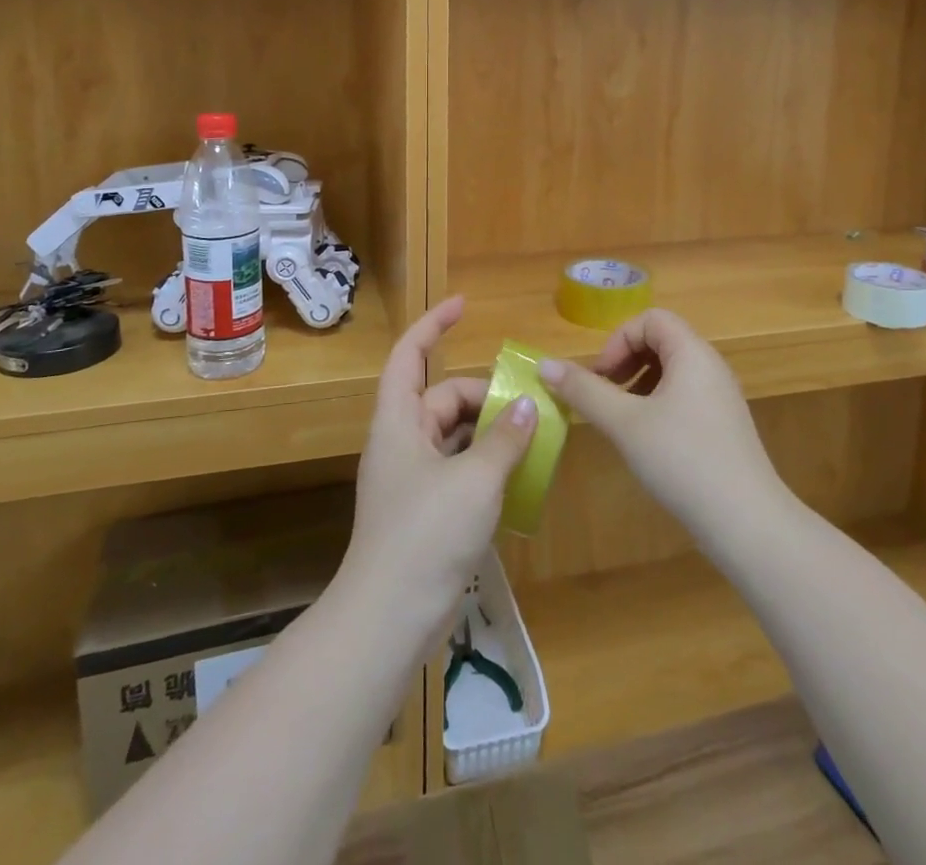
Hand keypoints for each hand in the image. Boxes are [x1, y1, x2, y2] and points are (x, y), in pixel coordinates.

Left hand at [344, 296, 535, 644]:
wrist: (389, 620)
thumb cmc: (425, 535)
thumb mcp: (474, 480)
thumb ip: (505, 439)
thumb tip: (529, 404)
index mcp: (399, 422)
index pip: (409, 355)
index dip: (432, 324)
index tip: (463, 305)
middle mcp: (403, 442)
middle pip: (444, 398)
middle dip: (485, 395)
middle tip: (531, 403)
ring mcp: (414, 479)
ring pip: (456, 436)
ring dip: (492, 432)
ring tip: (536, 434)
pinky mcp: (427, 511)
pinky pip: (461, 470)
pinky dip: (488, 465)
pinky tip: (521, 475)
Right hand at [538, 309, 784, 538]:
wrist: (747, 523)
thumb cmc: (683, 461)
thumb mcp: (625, 423)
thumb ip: (584, 391)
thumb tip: (544, 364)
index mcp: (692, 353)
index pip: (651, 319)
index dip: (618, 340)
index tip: (600, 377)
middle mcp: (711, 367)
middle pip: (661, 341)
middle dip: (625, 361)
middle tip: (604, 395)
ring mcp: (720, 397)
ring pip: (671, 371)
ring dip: (638, 384)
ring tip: (620, 418)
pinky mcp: (723, 426)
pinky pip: (684, 396)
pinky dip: (657, 404)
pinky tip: (645, 440)